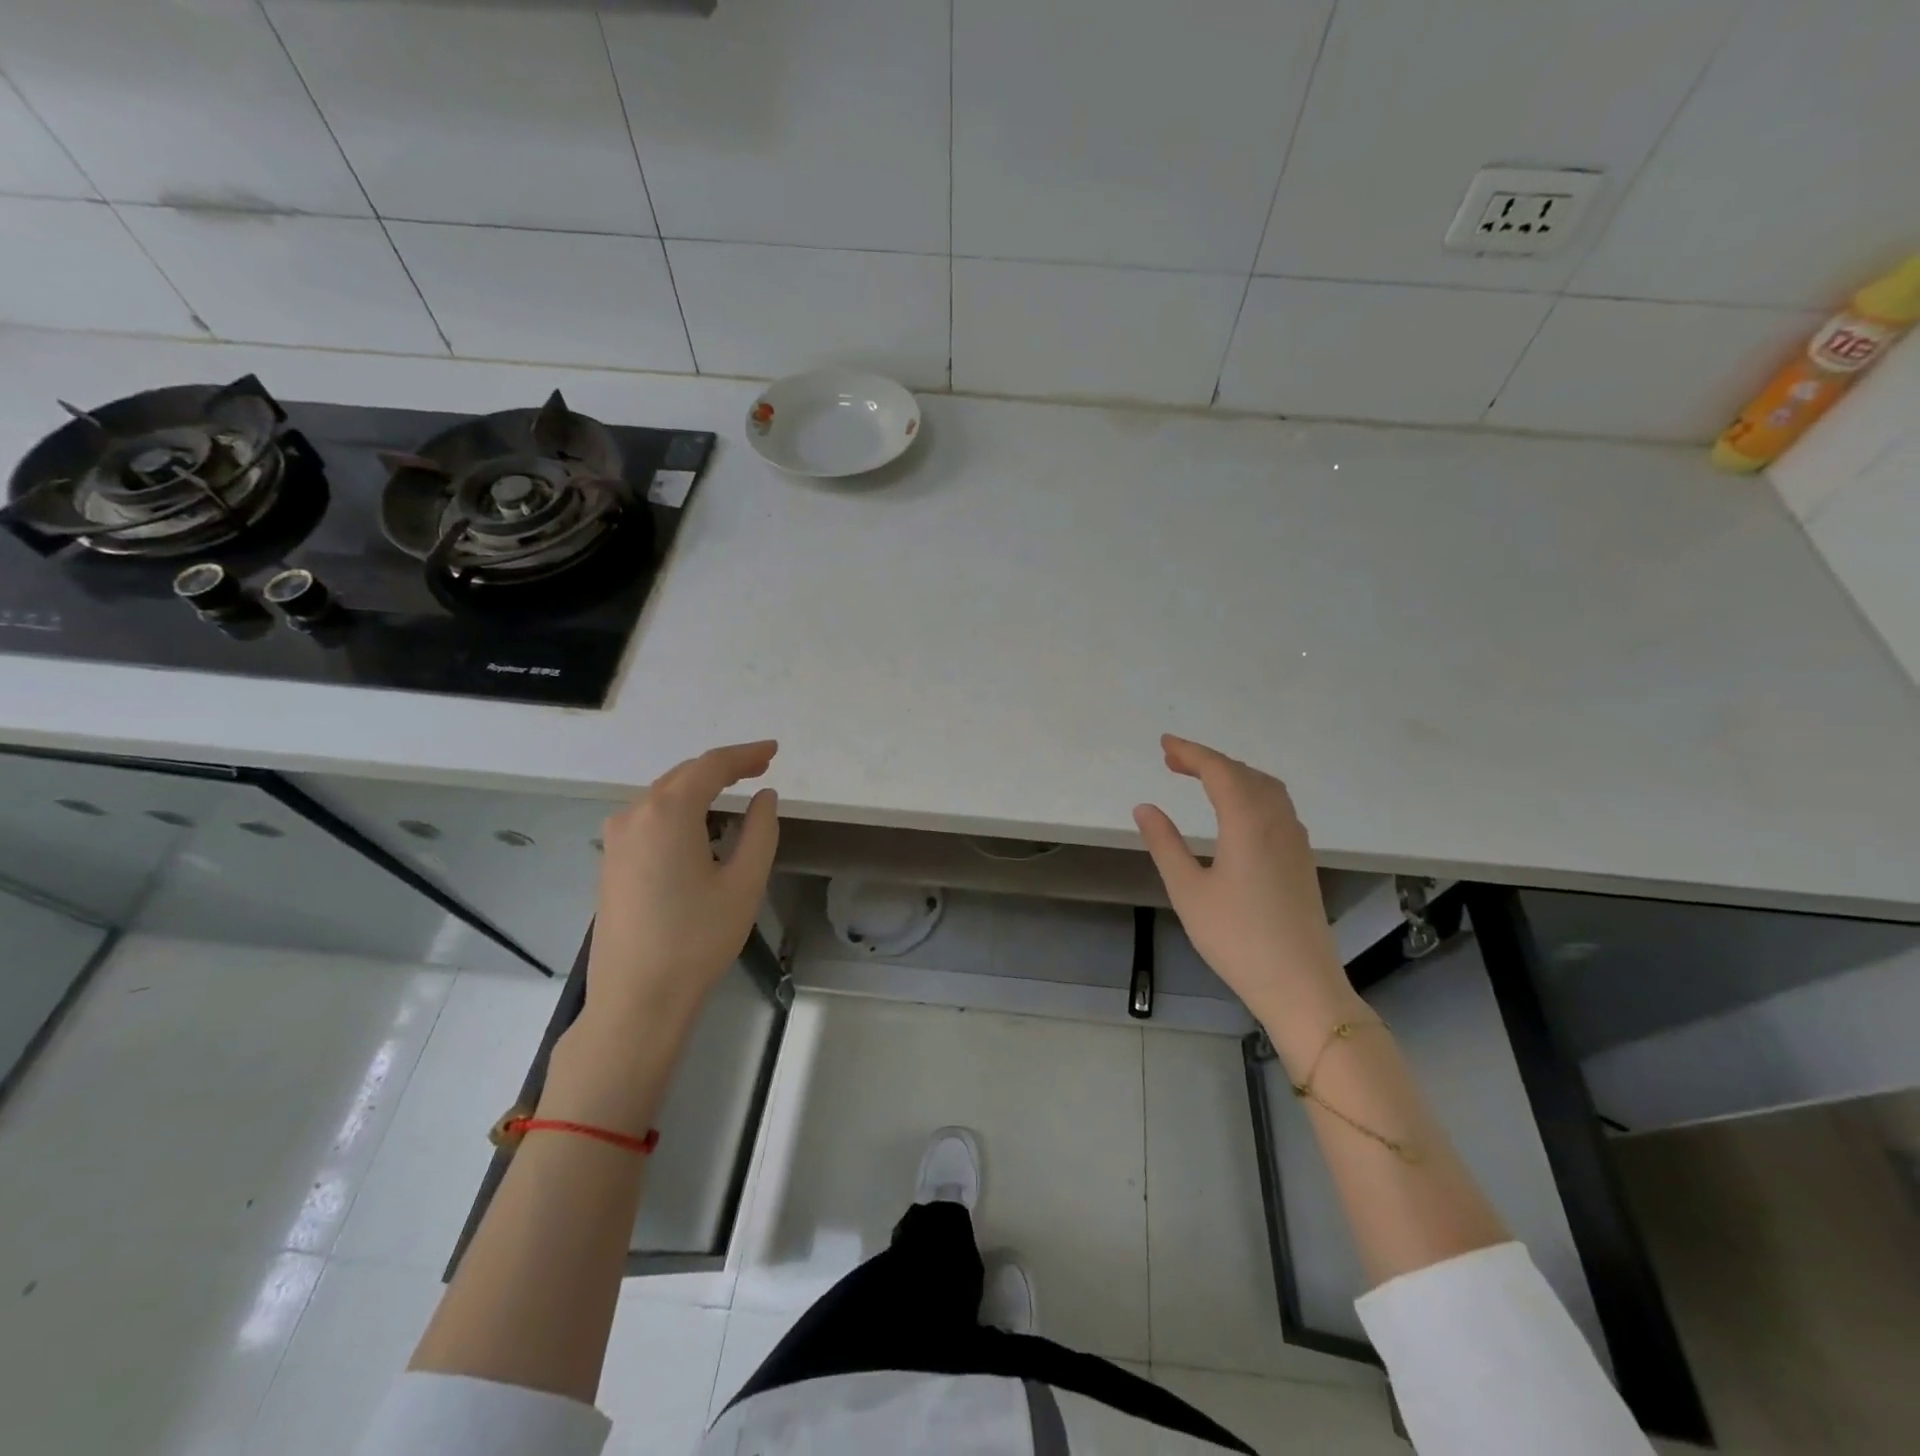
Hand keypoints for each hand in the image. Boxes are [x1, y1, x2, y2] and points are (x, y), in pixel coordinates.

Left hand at [583, 740, 780, 1035]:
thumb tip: (764, 797)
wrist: (636, 999)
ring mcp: (616, 840)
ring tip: (735, 793)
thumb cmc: (696, 939)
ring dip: (700, 788)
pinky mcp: (611, 862)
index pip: (710, 767)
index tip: (773, 751)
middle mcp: (634, 815)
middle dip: (723, 768)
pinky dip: (680, 810)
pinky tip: (700, 826)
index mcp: (667, 813)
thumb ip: (760, 830)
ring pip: (663, 795)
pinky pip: (649, 818)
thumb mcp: (744, 883)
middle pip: (683, 775)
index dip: (745, 755)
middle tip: (761, 768)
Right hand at [1134, 735, 1357, 1042]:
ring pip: (1266, 788)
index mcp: (1248, 823)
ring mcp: (1295, 841)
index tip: (1164, 743)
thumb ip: (1165, 844)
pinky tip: (1236, 811)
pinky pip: (1277, 807)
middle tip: (1173, 760)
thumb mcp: (1188, 890)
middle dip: (1209, 760)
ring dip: (1233, 775)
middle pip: (1244, 774)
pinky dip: (1251, 792)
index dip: (1191, 752)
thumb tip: (1145, 808)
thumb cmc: (1237, 938)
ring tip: (1201, 778)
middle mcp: (1277, 822)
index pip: (1219, 771)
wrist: (1300, 984)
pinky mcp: (1302, 859)